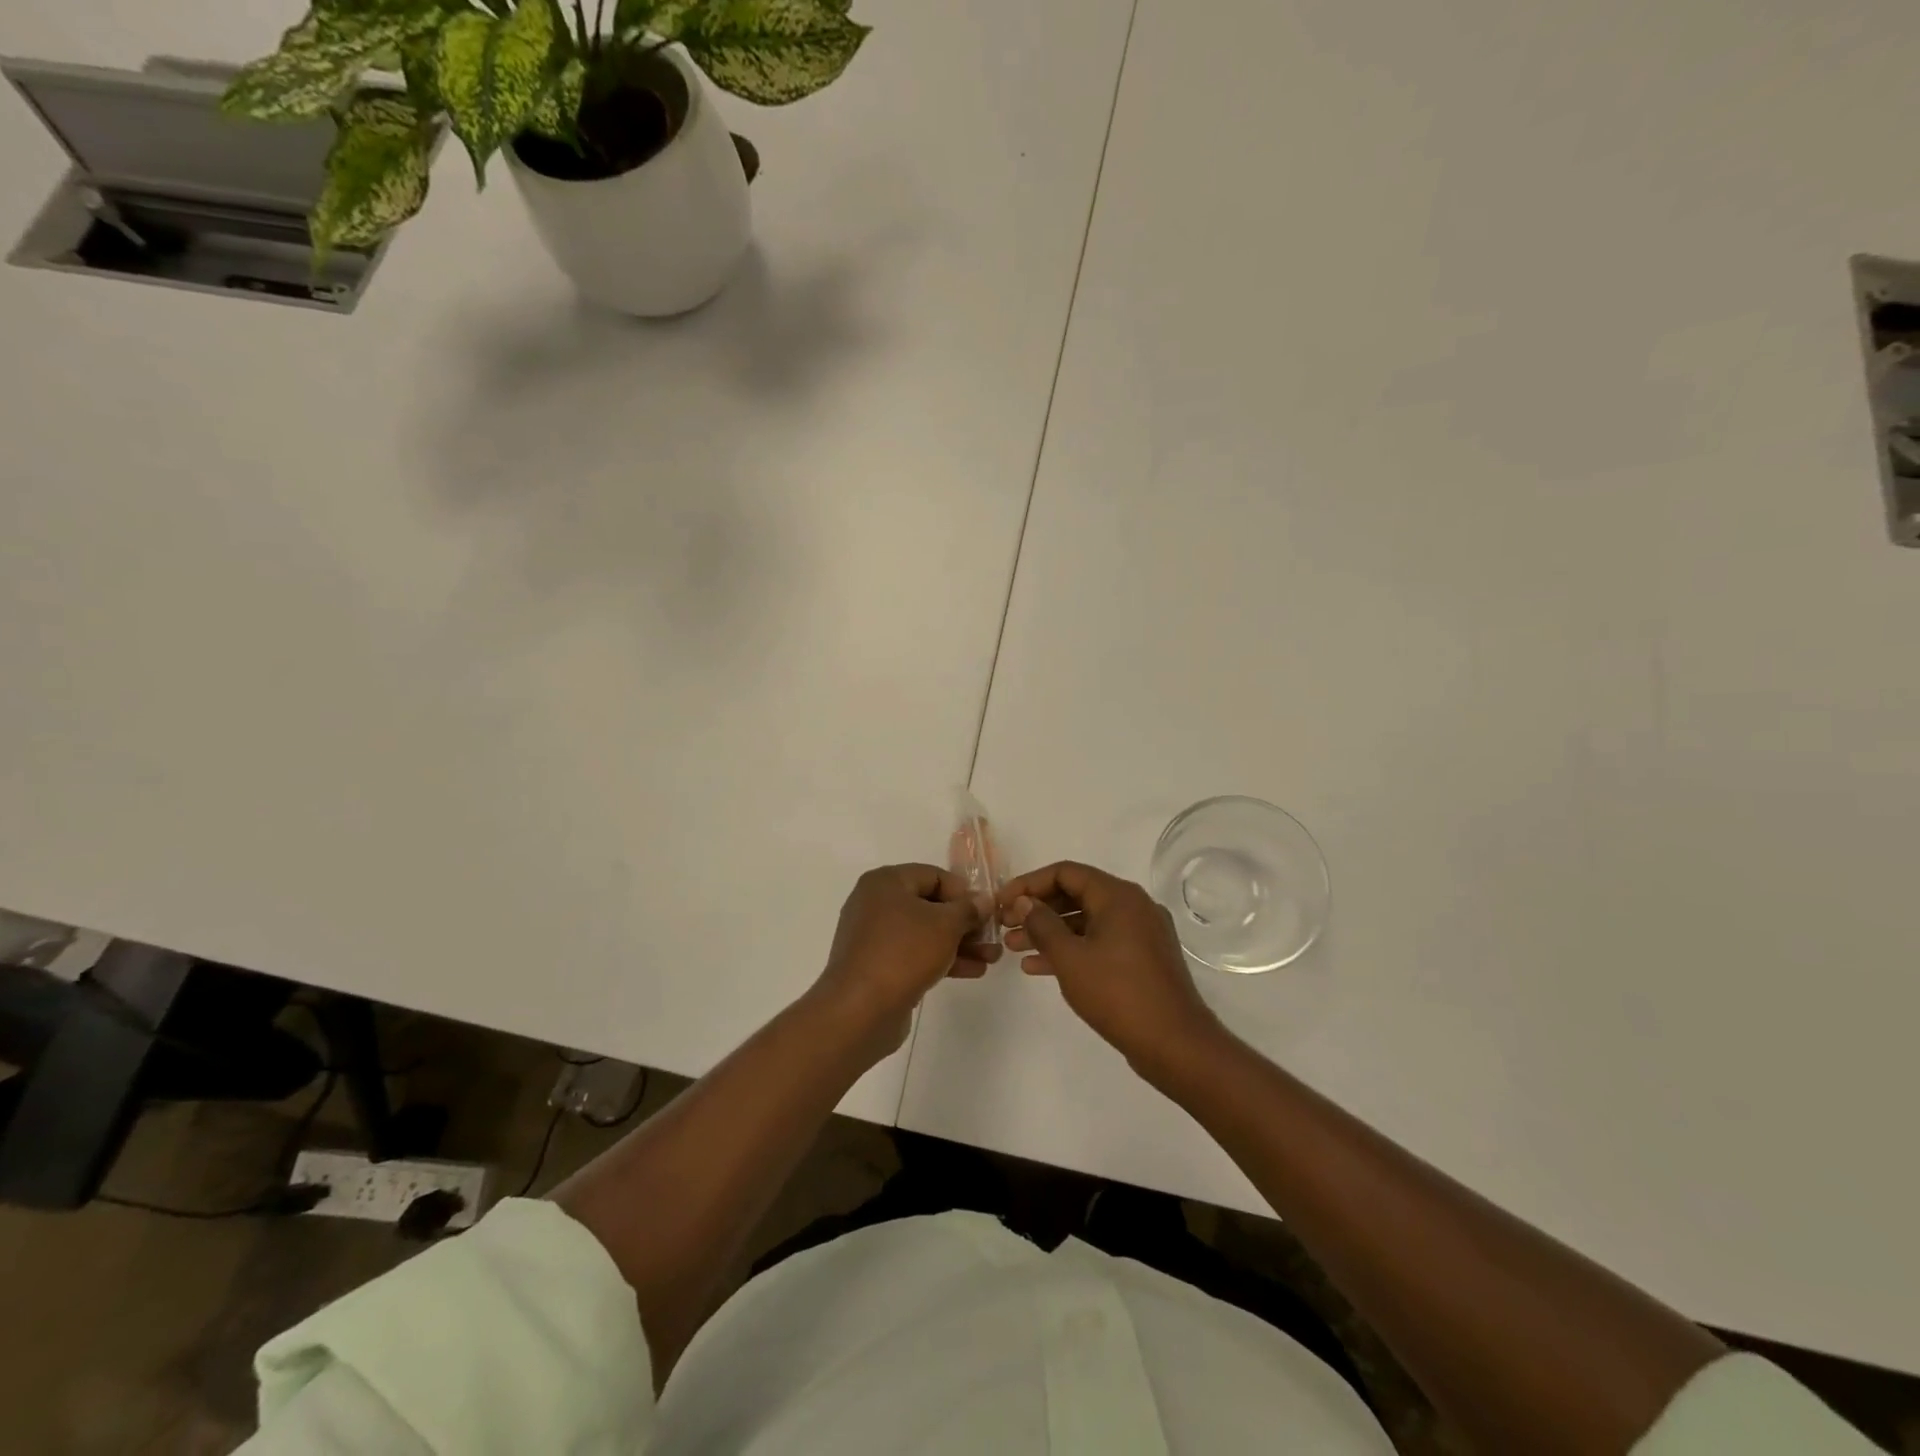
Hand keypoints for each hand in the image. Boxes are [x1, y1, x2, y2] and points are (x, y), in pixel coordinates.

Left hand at [812, 864, 996, 1059]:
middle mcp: (875, 904)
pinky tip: (972, 971)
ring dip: (959, 944)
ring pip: (925, 933)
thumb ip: (969, 909)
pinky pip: (914, 954)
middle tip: (992, 937)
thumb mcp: (945, 925)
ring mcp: (874, 937)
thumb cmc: (904, 953)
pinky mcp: (877, 966)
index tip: (986, 912)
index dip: (964, 892)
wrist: (859, 1011)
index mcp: (885, 882)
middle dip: (965, 922)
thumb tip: (984, 900)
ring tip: (991, 958)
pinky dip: (941, 959)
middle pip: (930, 905)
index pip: (933, 875)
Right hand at [1001, 861, 1224, 1072]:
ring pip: (1086, 921)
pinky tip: (1039, 967)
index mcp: (1118, 895)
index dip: (1028, 884)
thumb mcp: (1070, 958)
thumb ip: (1042, 924)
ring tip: (1014, 948)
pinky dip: (1071, 949)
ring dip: (1050, 931)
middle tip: (1005, 926)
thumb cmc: (1118, 994)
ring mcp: (1141, 932)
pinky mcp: (1143, 958)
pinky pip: (1100, 942)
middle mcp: (1133, 905)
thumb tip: (1024, 902)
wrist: (1176, 1044)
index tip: (1001, 903)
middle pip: (1076, 893)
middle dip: (1037, 909)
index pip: (1065, 872)